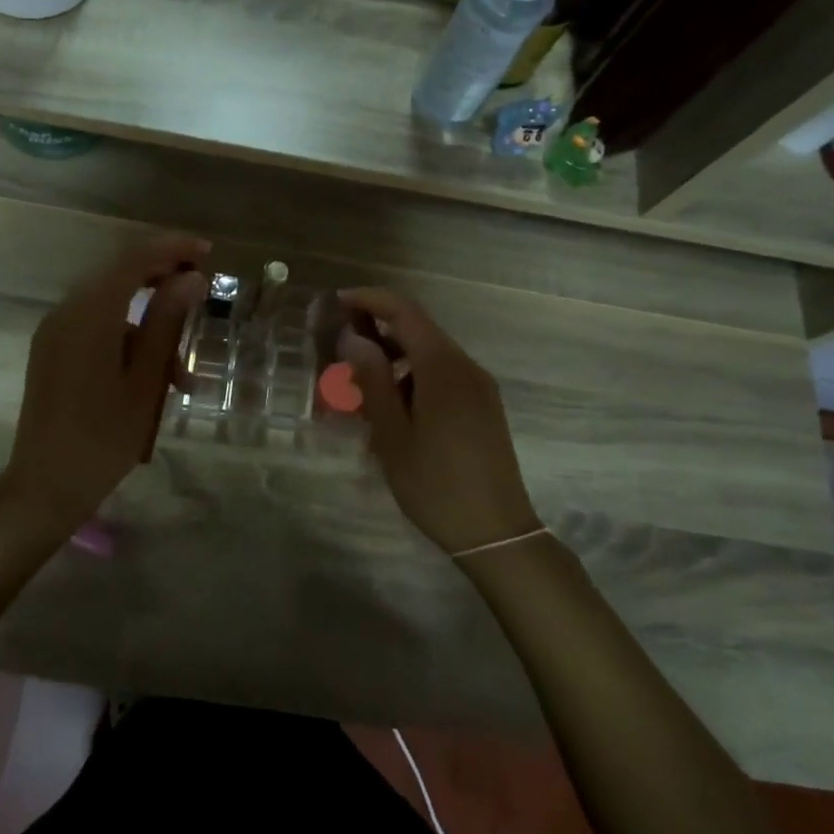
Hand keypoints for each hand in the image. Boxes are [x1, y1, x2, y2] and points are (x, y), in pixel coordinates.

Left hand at [0, 234, 209, 537]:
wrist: (45, 486)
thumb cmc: (103, 438)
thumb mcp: (146, 381)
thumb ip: (166, 322)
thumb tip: (191, 278)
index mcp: (89, 315)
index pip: (133, 259)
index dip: (171, 249)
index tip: (208, 253)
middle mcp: (66, 312)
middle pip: (119, 274)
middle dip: (161, 276)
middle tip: (200, 289)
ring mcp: (55, 331)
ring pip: (110, 303)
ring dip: (148, 318)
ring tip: (182, 369)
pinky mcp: (53, 350)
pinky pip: (95, 325)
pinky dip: (127, 336)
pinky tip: (152, 375)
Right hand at [337, 288, 540, 556]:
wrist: (496, 533)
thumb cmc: (435, 484)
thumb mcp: (392, 435)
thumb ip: (372, 380)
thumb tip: (354, 338)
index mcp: (443, 368)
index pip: (405, 312)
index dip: (370, 300)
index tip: (337, 303)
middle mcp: (466, 367)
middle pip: (418, 330)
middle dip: (377, 332)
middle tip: (339, 350)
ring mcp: (479, 387)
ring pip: (429, 356)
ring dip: (393, 360)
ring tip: (358, 389)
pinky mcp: (482, 407)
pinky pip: (442, 377)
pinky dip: (412, 380)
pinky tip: (391, 411)